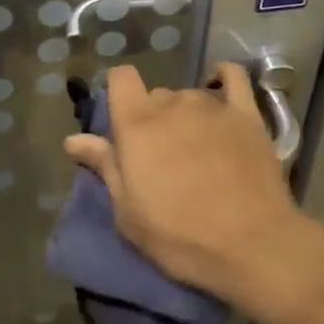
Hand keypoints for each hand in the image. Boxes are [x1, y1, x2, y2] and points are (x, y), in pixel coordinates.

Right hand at [65, 63, 323, 313]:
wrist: (251, 245)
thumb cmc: (181, 236)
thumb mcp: (128, 213)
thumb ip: (104, 167)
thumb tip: (72, 140)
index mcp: (137, 124)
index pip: (121, 78)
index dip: (119, 92)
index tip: (122, 120)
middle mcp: (171, 104)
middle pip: (156, 94)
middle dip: (154, 118)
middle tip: (162, 157)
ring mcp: (211, 106)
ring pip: (189, 95)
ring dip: (186, 114)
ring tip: (197, 148)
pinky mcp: (246, 113)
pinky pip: (233, 77)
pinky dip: (223, 78)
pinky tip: (220, 88)